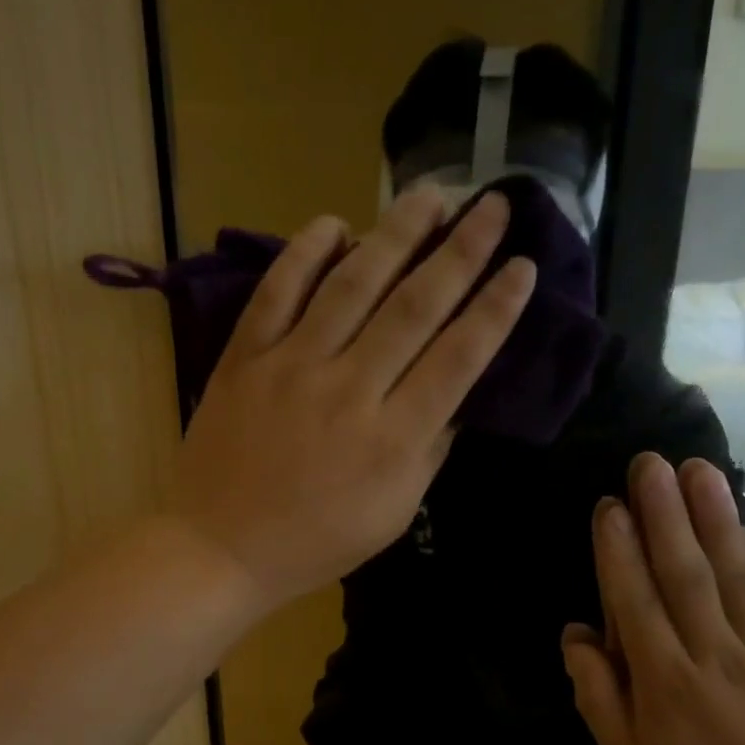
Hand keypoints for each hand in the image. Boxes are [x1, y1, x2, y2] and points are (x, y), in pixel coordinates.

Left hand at [171, 189, 536, 607]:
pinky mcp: (245, 357)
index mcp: (393, 439)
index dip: (495, 309)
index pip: (458, 359)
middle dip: (462, 252)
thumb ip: (428, 453)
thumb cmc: (315, 543)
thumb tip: (458, 398)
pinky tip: (335, 223)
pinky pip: (279, 291)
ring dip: (396, 234)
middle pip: (415, 307)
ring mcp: (293, 367)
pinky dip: (307, 252)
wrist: (221, 548)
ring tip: (430, 196)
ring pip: (353, 285)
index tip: (522, 267)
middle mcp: (350, 391)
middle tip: (493, 206)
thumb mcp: (392, 515)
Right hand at [561, 453, 744, 744]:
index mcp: (662, 682)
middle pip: (685, 576)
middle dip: (664, 516)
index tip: (610, 506)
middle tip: (649, 464)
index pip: (635, 603)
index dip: (620, 552)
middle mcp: (711, 656)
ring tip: (701, 469)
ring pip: (737, 576)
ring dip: (718, 519)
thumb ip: (596, 692)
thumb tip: (575, 632)